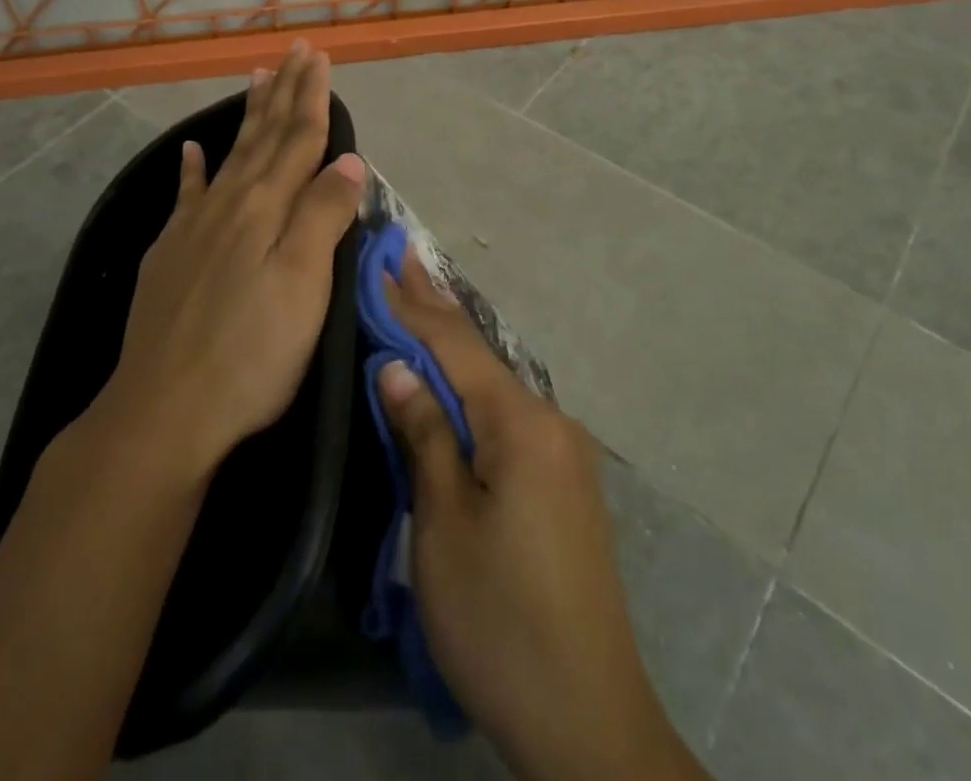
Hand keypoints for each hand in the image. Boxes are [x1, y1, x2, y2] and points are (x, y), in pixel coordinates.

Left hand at [101, 39, 366, 475]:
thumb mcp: (304, 284)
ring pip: (228, 155)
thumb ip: (324, 216)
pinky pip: (185, 196)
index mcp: (266, 208)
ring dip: (246, 116)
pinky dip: (191, 169)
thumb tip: (347, 160)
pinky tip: (191, 151)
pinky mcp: (169, 256)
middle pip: (262, 136)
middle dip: (283, 91)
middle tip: (294, 51)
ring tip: (255, 78)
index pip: (297, 139)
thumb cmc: (251, 352)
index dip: (312, 98)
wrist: (163, 412)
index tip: (319, 58)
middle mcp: (229, 204)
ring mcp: (193, 228)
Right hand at [376, 257, 704, 780]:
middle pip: (480, 354)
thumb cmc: (499, 616)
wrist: (587, 715)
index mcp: (522, 422)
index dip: (413, 303)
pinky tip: (455, 378)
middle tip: (406, 255)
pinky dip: (473, 387)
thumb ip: (425, 435)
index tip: (384, 258)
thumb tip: (398, 366)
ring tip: (421, 301)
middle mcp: (550, 420)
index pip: (454, 345)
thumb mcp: (444, 524)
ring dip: (453, 346)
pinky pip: (508, 414)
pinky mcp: (564, 481)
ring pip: (494, 384)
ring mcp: (563, 451)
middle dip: (437, 306)